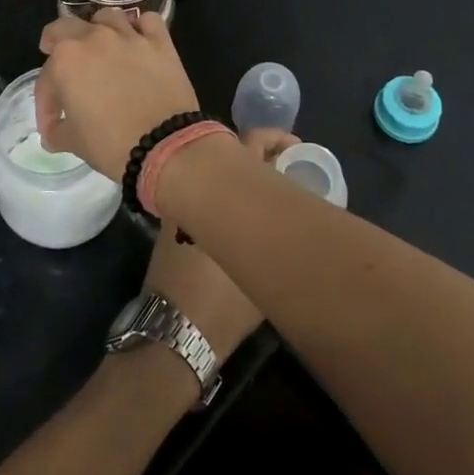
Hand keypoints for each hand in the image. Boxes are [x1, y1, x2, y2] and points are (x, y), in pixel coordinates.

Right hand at [36, 9, 198, 180]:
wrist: (164, 145)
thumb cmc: (111, 144)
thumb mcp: (72, 142)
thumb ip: (57, 131)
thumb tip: (54, 131)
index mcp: (66, 60)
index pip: (46, 77)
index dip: (45, 103)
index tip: (52, 124)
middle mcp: (94, 38)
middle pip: (67, 27)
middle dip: (57, 42)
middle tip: (59, 57)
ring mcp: (129, 36)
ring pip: (107, 17)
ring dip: (97, 29)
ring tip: (100, 46)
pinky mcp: (160, 41)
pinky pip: (148, 21)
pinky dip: (141, 28)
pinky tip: (138, 41)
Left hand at [142, 127, 296, 360]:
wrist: (172, 333)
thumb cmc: (224, 306)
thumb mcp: (268, 274)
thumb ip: (284, 240)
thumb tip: (302, 222)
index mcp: (221, 192)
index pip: (251, 144)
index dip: (275, 140)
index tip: (297, 149)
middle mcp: (196, 188)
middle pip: (229, 154)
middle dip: (260, 153)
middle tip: (289, 164)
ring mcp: (181, 205)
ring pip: (215, 175)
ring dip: (241, 175)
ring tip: (273, 189)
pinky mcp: (171, 224)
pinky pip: (203, 196)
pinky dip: (224, 196)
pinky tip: (245, 215)